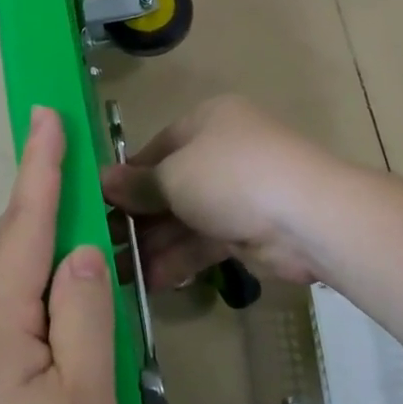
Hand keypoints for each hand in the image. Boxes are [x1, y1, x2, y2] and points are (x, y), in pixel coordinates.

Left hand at [0, 107, 120, 403]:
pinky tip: (49, 323)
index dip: (41, 167)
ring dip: (23, 246)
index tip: (46, 114)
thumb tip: (80, 250)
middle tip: (66, 181)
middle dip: (29, 202)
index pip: (28, 224)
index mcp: (2, 322)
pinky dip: (23, 293)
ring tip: (65, 242)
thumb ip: (84, 320)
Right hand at [101, 95, 344, 289]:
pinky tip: (148, 281)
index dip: (126, 177)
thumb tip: (102, 181)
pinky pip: (203, 242)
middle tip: (99, 245)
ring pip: (184, 218)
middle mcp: (221, 153)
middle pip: (169, 186)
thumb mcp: (175, 174)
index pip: (156, 148)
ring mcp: (236, 193)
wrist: (307, 217)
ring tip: (116, 271)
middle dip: (136, 217)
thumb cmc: (232, 177)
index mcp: (207, 122)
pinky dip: (178, 259)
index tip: (96, 205)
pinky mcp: (247, 230)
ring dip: (152, 244)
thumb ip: (139, 183)